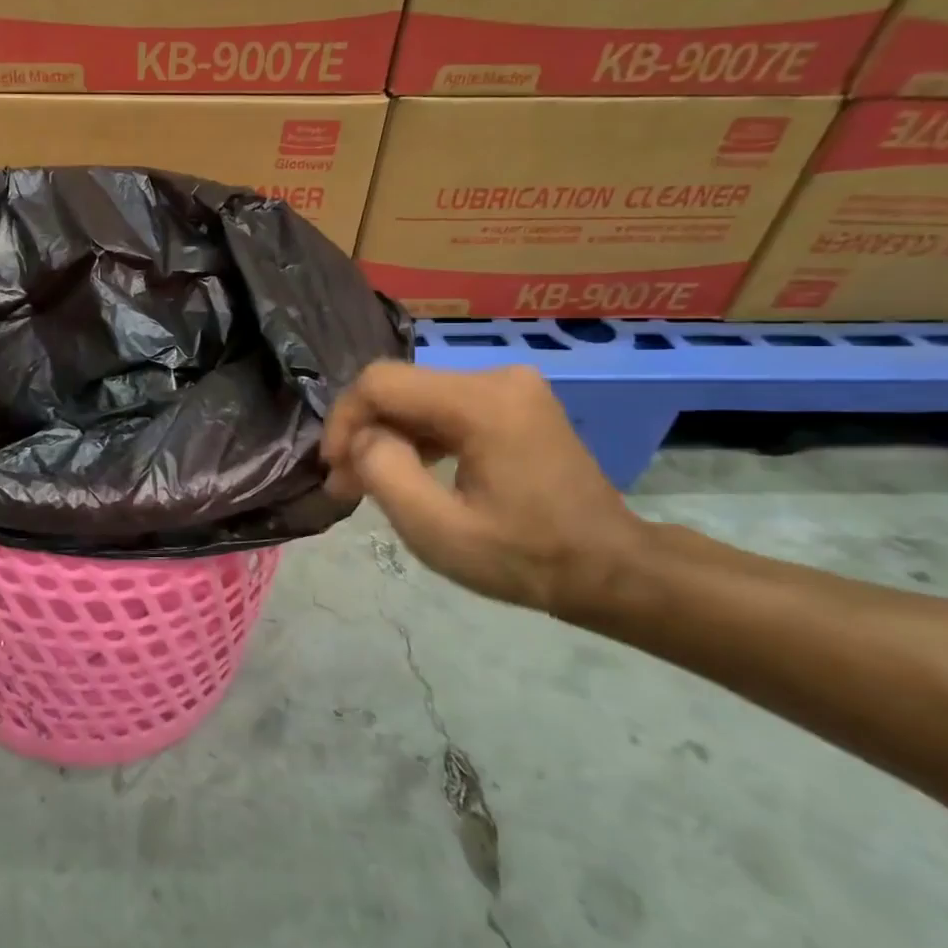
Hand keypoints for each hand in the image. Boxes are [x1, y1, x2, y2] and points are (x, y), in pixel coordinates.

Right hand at [322, 363, 644, 615]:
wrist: (613, 570)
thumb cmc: (525, 558)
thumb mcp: (438, 530)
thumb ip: (384, 472)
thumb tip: (363, 438)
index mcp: (481, 402)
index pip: (380, 383)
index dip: (343, 420)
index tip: (334, 469)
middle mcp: (496, 378)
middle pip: (398, 388)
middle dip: (362, 433)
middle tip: (346, 485)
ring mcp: (509, 386)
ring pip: (416, 397)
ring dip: (386, 436)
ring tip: (369, 484)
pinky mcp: (513, 402)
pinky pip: (442, 407)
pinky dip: (416, 437)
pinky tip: (409, 472)